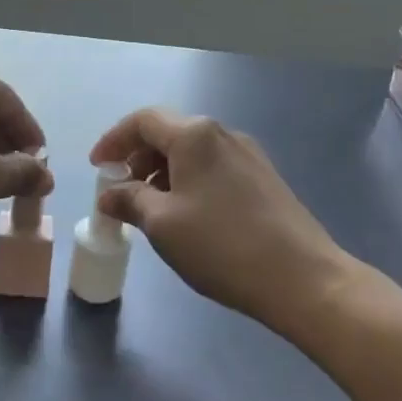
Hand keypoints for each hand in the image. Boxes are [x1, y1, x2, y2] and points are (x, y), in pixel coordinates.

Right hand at [90, 108, 354, 335]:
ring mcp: (247, 154)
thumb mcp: (163, 225)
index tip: (97, 167)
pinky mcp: (263, 177)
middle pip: (168, 132)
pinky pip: (212, 167)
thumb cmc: (223, 246)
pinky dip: (188, 181)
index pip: (142, 121)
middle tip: (121, 191)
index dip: (114, 140)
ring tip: (151, 209)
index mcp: (194, 135)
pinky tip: (187, 216)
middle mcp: (221, 133)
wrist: (304, 279)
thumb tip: (109, 194)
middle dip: (138, 158)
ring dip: (163, 172)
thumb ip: (130, 201)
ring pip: (191, 151)